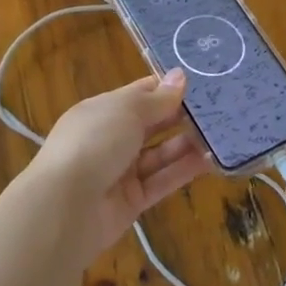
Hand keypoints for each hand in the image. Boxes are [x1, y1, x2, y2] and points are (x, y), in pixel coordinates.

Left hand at [31, 68, 211, 252]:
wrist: (64, 208)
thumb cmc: (94, 142)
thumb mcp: (127, 111)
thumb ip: (158, 99)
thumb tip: (181, 76)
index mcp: (103, 110)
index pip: (140, 93)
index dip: (167, 87)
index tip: (200, 82)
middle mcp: (111, 138)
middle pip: (152, 123)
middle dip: (181, 115)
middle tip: (219, 107)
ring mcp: (121, 171)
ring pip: (160, 153)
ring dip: (187, 143)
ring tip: (221, 133)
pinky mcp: (132, 201)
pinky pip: (162, 180)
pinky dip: (184, 170)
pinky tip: (211, 160)